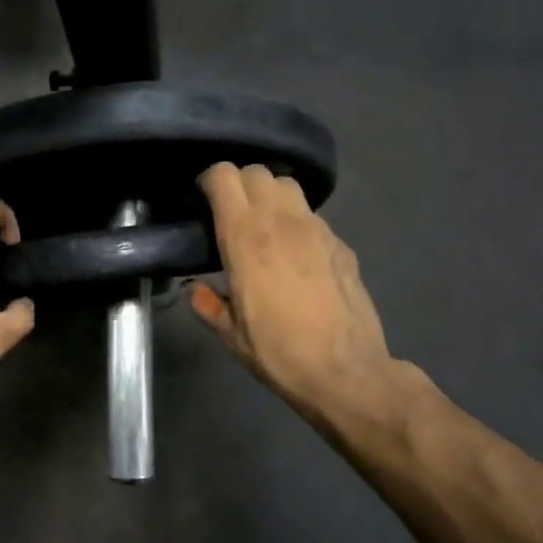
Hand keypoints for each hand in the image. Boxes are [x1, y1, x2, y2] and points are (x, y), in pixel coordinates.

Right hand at [192, 162, 400, 427]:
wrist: (346, 371)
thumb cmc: (279, 352)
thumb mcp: (231, 334)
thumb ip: (209, 304)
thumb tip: (197, 290)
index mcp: (245, 238)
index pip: (224, 176)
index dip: (209, 180)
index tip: (202, 199)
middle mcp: (281, 221)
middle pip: (257, 172)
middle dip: (239, 183)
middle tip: (231, 211)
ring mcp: (317, 229)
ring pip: (289, 186)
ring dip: (270, 195)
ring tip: (264, 223)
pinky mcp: (341, 244)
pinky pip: (312, 216)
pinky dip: (296, 222)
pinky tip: (295, 253)